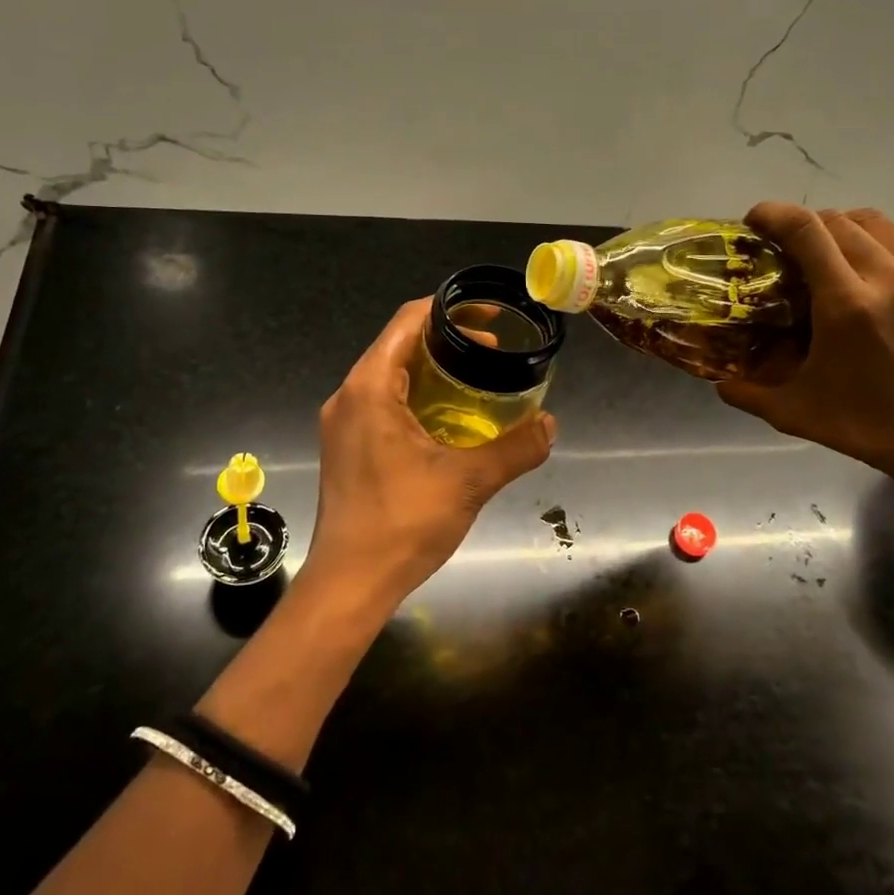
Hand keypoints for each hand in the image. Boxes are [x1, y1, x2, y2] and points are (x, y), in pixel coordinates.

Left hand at [304, 299, 555, 614]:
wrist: (349, 583)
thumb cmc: (402, 524)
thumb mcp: (468, 482)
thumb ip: (514, 448)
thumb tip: (550, 425)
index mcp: (370, 388)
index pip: (407, 321)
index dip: (448, 310)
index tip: (487, 318)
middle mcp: (349, 396)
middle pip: (398, 346)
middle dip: (446, 342)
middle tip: (492, 353)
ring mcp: (343, 423)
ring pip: (390, 376)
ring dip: (431, 372)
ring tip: (476, 382)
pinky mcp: (345, 448)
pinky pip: (382, 403)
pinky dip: (416, 398)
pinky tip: (447, 421)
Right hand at [717, 204, 893, 487]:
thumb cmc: (868, 428)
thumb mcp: (795, 413)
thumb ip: (747, 393)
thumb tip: (718, 380)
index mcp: (847, 306)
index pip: (807, 231)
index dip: (774, 214)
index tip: (753, 221)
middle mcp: (888, 279)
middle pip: (837, 220)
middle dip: (802, 223)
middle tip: (781, 245)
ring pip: (874, 222)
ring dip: (839, 225)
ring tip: (821, 248)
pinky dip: (874, 237)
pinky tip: (862, 261)